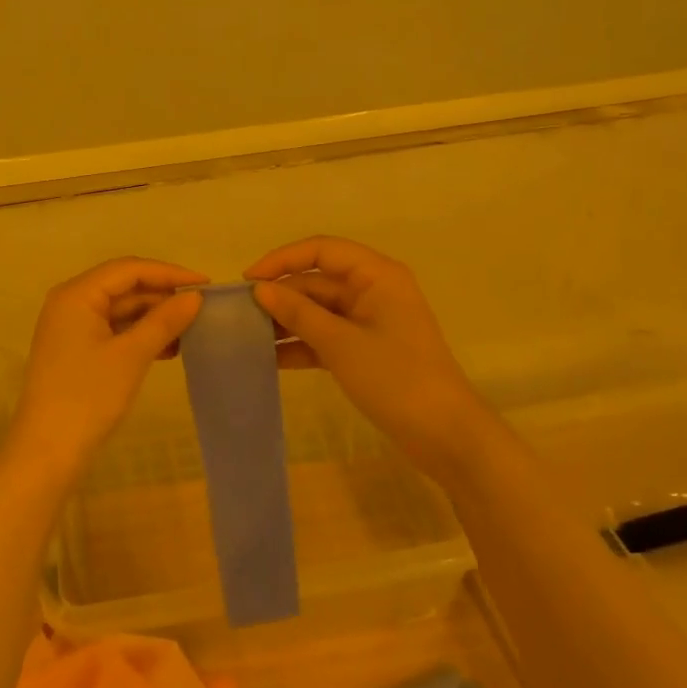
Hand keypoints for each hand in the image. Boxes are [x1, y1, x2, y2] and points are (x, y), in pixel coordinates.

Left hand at [0, 257, 207, 484]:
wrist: (48, 451)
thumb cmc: (88, 396)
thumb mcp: (131, 355)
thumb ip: (164, 321)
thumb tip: (195, 297)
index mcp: (77, 294)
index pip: (129, 269)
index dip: (169, 273)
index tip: (206, 285)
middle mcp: (71, 302)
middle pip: (124, 286)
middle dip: (162, 296)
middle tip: (201, 309)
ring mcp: (71, 327)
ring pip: (121, 309)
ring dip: (154, 318)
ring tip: (190, 331)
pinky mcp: (76, 350)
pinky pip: (114, 330)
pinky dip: (139, 335)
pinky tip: (168, 349)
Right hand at [245, 236, 480, 469]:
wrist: (446, 436)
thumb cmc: (396, 378)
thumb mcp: (341, 343)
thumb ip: (298, 313)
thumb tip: (260, 289)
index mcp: (376, 275)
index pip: (322, 250)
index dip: (282, 260)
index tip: (249, 280)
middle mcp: (372, 291)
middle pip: (317, 281)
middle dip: (281, 295)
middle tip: (240, 314)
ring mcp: (369, 322)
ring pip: (318, 310)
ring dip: (287, 321)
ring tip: (247, 336)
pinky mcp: (365, 350)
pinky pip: (325, 336)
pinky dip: (301, 345)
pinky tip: (270, 358)